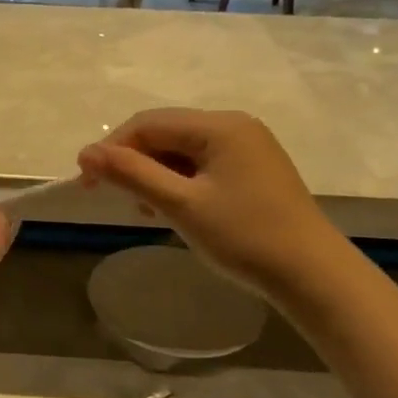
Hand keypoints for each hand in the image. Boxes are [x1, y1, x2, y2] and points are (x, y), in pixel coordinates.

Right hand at [76, 109, 335, 296]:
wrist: (311, 274)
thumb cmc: (244, 237)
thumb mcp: (181, 205)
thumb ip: (133, 174)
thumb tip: (86, 153)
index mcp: (220, 126)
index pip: (149, 123)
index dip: (112, 148)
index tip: (85, 181)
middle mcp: (235, 126)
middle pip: (167, 133)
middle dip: (134, 162)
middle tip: (112, 197)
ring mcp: (248, 148)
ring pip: (183, 151)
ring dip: (155, 174)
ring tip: (144, 209)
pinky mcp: (254, 171)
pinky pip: (203, 166)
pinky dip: (180, 183)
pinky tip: (173, 209)